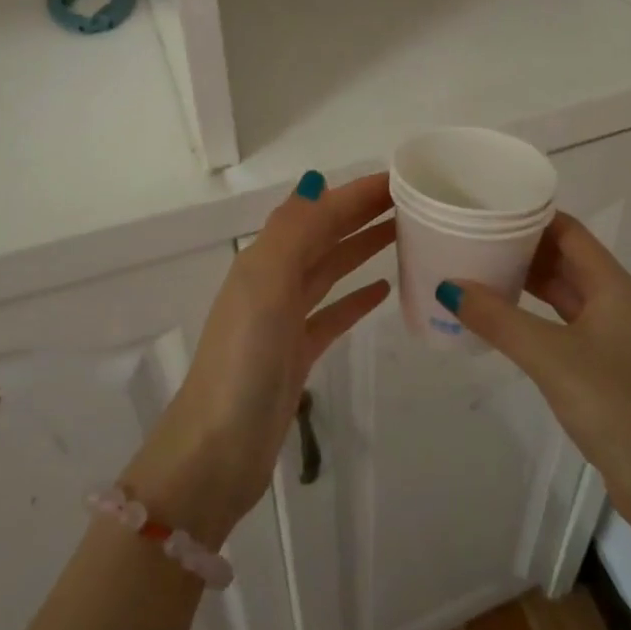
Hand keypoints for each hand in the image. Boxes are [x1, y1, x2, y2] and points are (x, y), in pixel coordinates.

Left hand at [127, 171, 393, 546]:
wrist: (218, 451)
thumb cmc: (245, 360)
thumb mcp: (266, 284)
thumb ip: (293, 231)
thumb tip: (316, 180)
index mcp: (264, 259)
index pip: (318, 212)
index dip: (355, 193)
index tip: (401, 179)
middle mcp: (272, 282)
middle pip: (324, 236)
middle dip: (362, 214)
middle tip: (412, 202)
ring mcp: (284, 320)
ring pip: (330, 270)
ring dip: (362, 248)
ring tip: (404, 234)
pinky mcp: (296, 354)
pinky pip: (332, 314)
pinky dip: (356, 298)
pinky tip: (385, 291)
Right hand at [443, 213, 630, 549]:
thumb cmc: (618, 407)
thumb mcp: (551, 357)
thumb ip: (499, 319)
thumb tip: (448, 286)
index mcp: (613, 286)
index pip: (568, 231)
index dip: (530, 215)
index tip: (485, 207)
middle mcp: (615, 303)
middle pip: (564, 259)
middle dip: (520, 247)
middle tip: (470, 237)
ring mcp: (611, 338)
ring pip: (562, 294)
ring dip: (524, 282)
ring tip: (476, 270)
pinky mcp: (604, 370)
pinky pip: (561, 326)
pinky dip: (531, 317)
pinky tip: (501, 321)